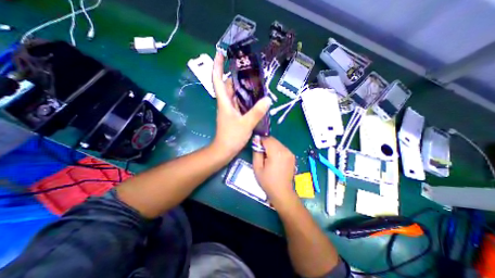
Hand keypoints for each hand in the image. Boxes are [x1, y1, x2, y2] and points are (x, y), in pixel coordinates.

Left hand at [211, 52, 272, 158]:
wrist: (225, 150)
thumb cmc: (231, 137)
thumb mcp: (246, 124)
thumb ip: (257, 112)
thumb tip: (268, 99)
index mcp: (224, 102)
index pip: (218, 80)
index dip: (218, 66)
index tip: (221, 53)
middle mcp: (226, 103)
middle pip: (228, 85)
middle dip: (235, 74)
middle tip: (248, 67)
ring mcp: (230, 109)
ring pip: (234, 93)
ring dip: (242, 86)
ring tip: (254, 79)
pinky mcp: (234, 115)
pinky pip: (239, 102)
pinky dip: (245, 97)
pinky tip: (255, 96)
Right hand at [253, 137, 295, 201]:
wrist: (282, 192)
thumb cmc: (267, 181)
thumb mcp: (257, 167)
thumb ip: (256, 152)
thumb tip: (256, 140)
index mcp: (276, 153)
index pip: (266, 139)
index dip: (260, 141)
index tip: (256, 147)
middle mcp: (285, 150)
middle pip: (272, 139)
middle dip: (265, 143)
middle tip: (261, 153)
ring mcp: (290, 152)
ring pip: (277, 143)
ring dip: (271, 146)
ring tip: (267, 157)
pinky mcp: (292, 156)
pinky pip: (282, 147)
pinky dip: (276, 149)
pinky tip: (274, 159)